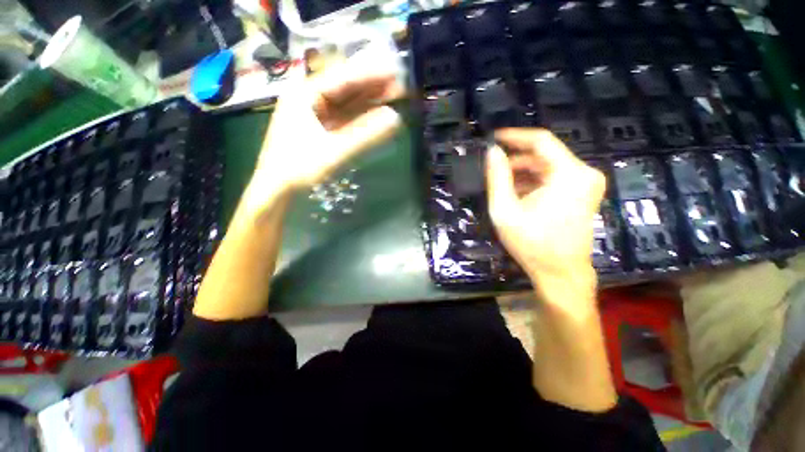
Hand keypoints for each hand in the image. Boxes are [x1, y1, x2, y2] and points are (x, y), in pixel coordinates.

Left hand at [244, 58, 403, 212]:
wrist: (277, 189)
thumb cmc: (299, 168)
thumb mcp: (334, 151)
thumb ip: (366, 135)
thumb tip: (395, 119)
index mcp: (305, 95)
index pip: (343, 78)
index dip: (370, 75)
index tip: (394, 72)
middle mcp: (309, 99)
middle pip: (345, 89)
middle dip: (371, 87)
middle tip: (398, 85)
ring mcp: (314, 114)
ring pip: (345, 103)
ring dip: (368, 101)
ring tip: (392, 97)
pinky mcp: (319, 129)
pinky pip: (343, 118)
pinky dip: (360, 117)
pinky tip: (375, 115)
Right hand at [486, 129, 604, 302]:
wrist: (561, 273)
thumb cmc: (531, 243)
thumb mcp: (505, 210)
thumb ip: (497, 178)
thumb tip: (492, 152)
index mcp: (569, 174)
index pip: (541, 141)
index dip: (515, 136)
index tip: (494, 138)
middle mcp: (584, 173)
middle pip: (544, 155)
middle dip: (515, 162)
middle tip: (492, 173)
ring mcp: (586, 184)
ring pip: (547, 167)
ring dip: (522, 175)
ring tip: (502, 189)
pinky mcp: (583, 194)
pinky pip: (553, 179)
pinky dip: (533, 183)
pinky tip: (517, 197)